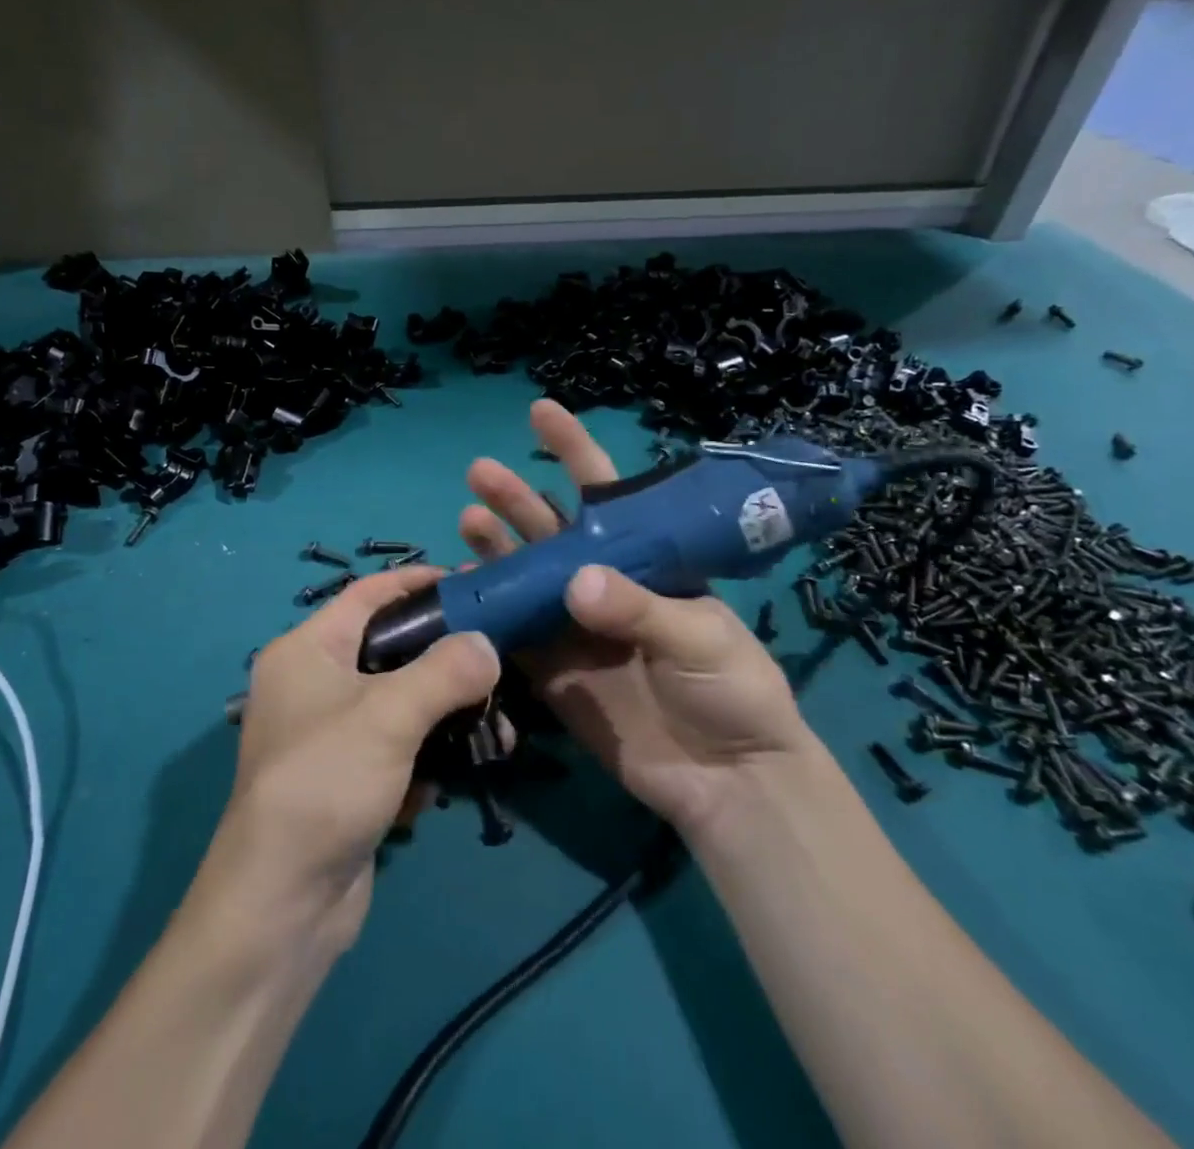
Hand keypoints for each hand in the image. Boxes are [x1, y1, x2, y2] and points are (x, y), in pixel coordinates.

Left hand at [200, 567, 499, 953]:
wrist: (282, 907)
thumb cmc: (326, 782)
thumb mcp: (389, 715)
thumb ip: (445, 670)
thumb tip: (487, 644)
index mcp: (306, 650)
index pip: (367, 594)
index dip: (416, 582)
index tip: (468, 584)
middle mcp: (312, 684)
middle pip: (390, 651)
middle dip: (444, 661)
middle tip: (495, 661)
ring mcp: (328, 735)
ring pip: (400, 705)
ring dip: (444, 719)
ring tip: (493, 732)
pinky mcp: (346, 779)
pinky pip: (395, 749)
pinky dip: (422, 760)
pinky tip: (440, 785)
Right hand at [459, 400, 814, 834]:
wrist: (729, 781)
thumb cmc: (733, 691)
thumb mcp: (701, 639)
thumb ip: (638, 609)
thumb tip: (575, 582)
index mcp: (646, 562)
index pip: (606, 495)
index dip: (573, 450)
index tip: (540, 412)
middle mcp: (603, 585)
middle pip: (552, 532)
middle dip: (518, 499)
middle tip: (480, 473)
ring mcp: (573, 629)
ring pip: (525, 577)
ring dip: (496, 549)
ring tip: (468, 520)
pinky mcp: (553, 673)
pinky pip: (513, 636)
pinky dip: (487, 613)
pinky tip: (461, 591)